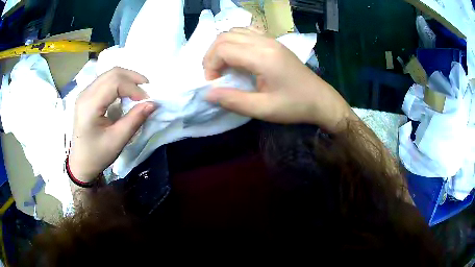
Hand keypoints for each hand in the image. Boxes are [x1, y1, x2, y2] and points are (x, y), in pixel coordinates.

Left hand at [69, 67, 156, 181]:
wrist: (80, 163)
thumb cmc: (97, 155)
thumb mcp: (117, 140)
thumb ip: (135, 119)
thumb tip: (153, 103)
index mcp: (89, 105)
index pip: (115, 82)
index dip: (134, 88)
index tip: (147, 100)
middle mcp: (85, 93)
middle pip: (113, 73)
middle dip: (133, 78)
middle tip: (147, 90)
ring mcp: (85, 93)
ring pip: (109, 74)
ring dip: (127, 78)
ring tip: (139, 90)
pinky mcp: (87, 95)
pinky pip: (105, 80)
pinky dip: (119, 82)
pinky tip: (126, 92)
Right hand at [203, 28, 352, 131]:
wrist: (320, 99)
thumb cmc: (294, 106)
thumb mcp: (263, 109)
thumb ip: (233, 100)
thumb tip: (207, 93)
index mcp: (262, 57)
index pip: (223, 49)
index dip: (210, 66)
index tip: (214, 84)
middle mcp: (265, 42)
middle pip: (225, 37)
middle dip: (212, 55)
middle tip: (215, 76)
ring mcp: (270, 39)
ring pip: (234, 31)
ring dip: (222, 47)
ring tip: (223, 66)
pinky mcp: (274, 42)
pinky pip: (247, 32)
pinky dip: (234, 42)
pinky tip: (237, 57)